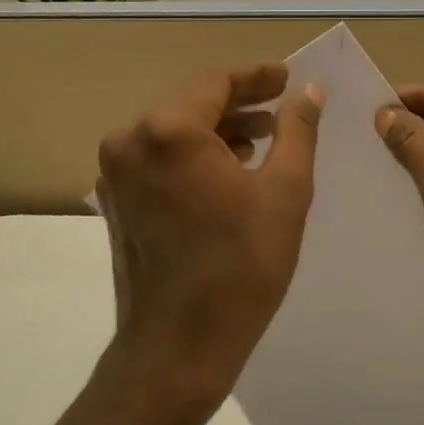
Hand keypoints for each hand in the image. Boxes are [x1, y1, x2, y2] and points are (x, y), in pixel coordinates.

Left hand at [95, 63, 323, 424]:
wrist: (178, 348)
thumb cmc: (240, 269)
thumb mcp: (285, 193)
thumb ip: (297, 131)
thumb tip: (308, 92)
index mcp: (167, 131)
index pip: (216, 82)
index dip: (256, 76)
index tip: (287, 77)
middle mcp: (129, 140)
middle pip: (191, 102)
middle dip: (239, 102)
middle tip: (282, 106)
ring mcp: (115, 172)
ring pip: (173, 130)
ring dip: (217, 129)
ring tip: (264, 138)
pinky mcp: (115, 199)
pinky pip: (159, 158)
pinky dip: (193, 154)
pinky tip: (229, 168)